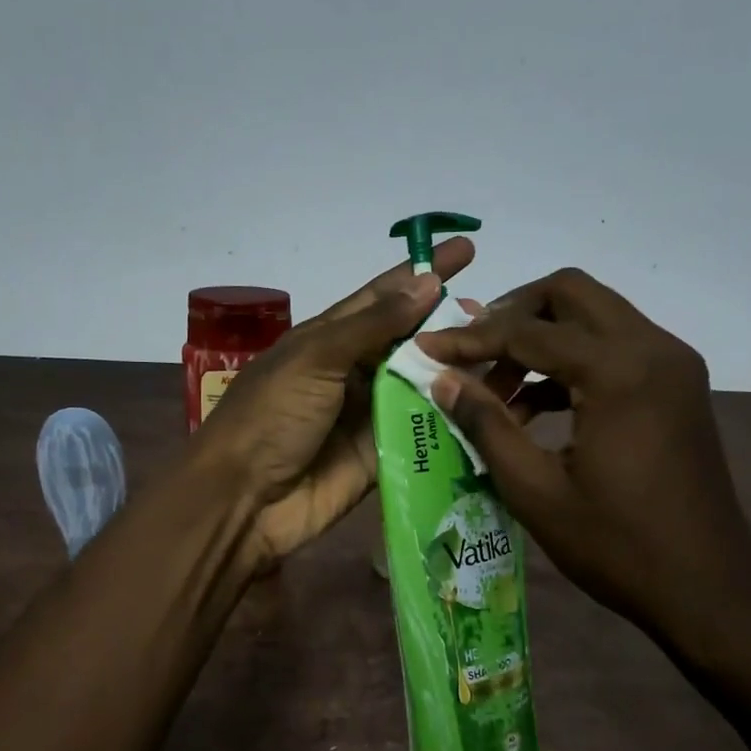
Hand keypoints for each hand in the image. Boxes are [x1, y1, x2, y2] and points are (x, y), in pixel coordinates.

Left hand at [195, 236, 475, 568]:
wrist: (245, 499)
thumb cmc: (272, 416)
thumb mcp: (316, 357)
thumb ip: (373, 324)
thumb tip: (426, 283)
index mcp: (329, 339)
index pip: (384, 296)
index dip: (422, 273)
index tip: (466, 252)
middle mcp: (353, 372)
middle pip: (409, 341)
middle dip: (448, 325)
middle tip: (496, 316)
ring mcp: (370, 415)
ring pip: (422, 384)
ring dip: (457, 370)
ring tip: (505, 355)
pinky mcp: (383, 455)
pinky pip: (423, 431)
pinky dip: (452, 418)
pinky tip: (493, 404)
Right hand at [416, 267, 750, 641]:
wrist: (709, 587)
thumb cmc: (617, 546)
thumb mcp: (536, 491)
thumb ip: (487, 426)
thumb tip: (443, 380)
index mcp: (619, 371)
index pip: (528, 331)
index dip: (469, 339)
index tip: (426, 349)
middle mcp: (652, 348)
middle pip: (570, 294)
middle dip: (512, 315)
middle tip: (472, 354)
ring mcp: (672, 364)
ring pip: (595, 317)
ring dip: (542, 339)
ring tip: (497, 392)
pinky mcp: (678, 386)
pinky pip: (616, 349)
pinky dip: (572, 363)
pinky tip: (536, 408)